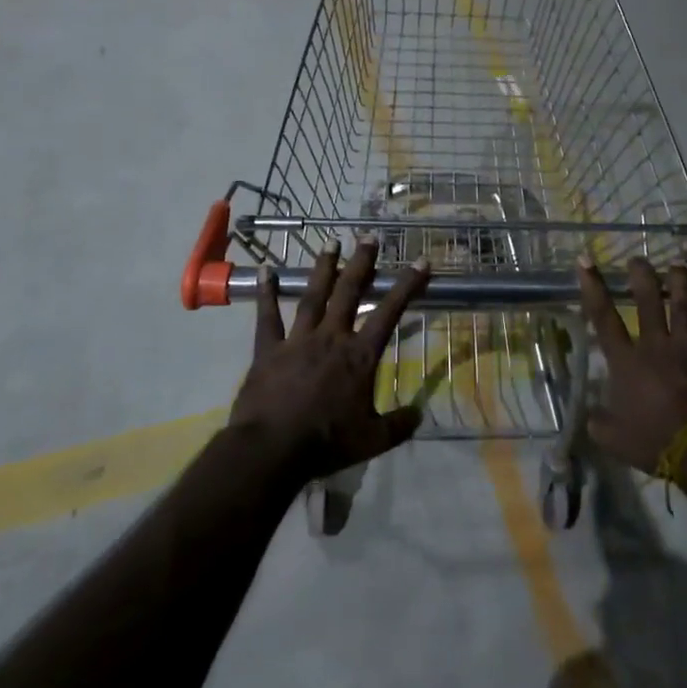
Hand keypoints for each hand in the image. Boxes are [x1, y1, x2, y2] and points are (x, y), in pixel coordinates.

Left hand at [231, 238, 430, 482]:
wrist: (273, 450)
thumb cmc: (327, 443)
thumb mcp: (373, 440)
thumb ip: (398, 424)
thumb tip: (419, 414)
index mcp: (360, 356)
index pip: (390, 312)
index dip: (407, 285)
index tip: (421, 261)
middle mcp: (332, 337)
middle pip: (350, 292)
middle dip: (362, 262)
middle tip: (369, 237)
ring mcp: (298, 340)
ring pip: (314, 295)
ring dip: (323, 268)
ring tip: (331, 243)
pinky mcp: (269, 349)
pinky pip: (268, 316)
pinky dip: (266, 293)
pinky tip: (265, 270)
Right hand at [578, 255, 686, 501]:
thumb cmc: (657, 442)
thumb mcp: (615, 441)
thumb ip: (600, 423)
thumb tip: (591, 416)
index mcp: (626, 362)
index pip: (604, 318)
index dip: (593, 288)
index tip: (586, 260)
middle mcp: (655, 346)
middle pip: (648, 302)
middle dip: (641, 277)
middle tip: (638, 259)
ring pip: (683, 307)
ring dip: (680, 285)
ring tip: (677, 266)